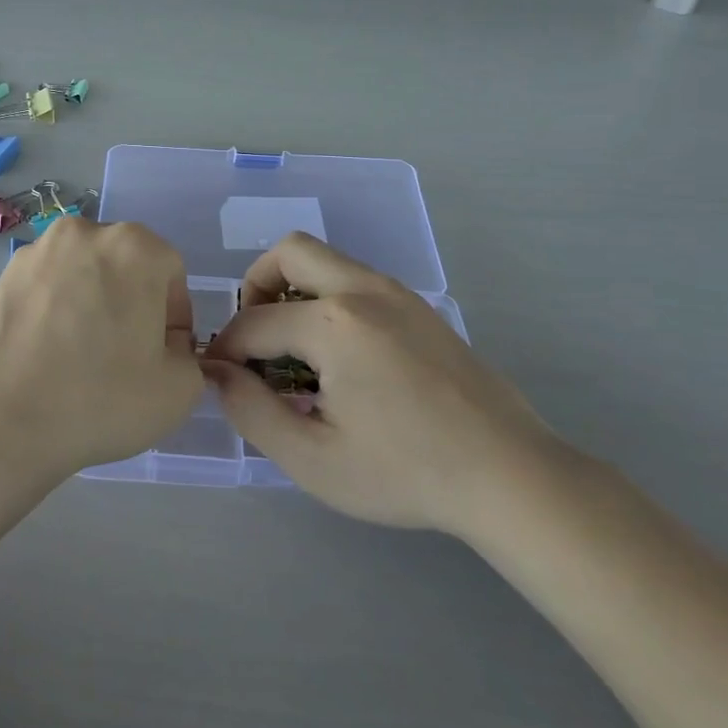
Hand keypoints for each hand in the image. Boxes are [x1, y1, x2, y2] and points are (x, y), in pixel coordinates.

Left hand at [0, 218, 204, 483]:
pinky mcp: (1, 276)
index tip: (158, 358)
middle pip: (125, 267)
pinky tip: (45, 356)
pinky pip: (46, 290)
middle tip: (121, 357)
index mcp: (135, 247)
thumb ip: (188, 358)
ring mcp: (36, 251)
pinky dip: (54, 313)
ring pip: (83, 276)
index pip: (171, 274)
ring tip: (78, 358)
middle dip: (131, 304)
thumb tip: (162, 348)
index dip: (172, 319)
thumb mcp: (178, 391)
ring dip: (91, 306)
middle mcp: (85, 233)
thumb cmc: (98, 400)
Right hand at [202, 232, 558, 535]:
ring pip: (326, 261)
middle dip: (255, 288)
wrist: (509, 475)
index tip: (220, 381)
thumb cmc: (405, 473)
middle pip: (289, 252)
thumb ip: (250, 410)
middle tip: (256, 342)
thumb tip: (217, 372)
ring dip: (293, 291)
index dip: (225, 351)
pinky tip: (341, 359)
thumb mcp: (312, 458)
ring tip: (295, 353)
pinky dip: (328, 300)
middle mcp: (363, 290)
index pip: (253, 322)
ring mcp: (398, 293)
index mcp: (333, 323)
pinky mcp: (420, 308)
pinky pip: (357, 281)